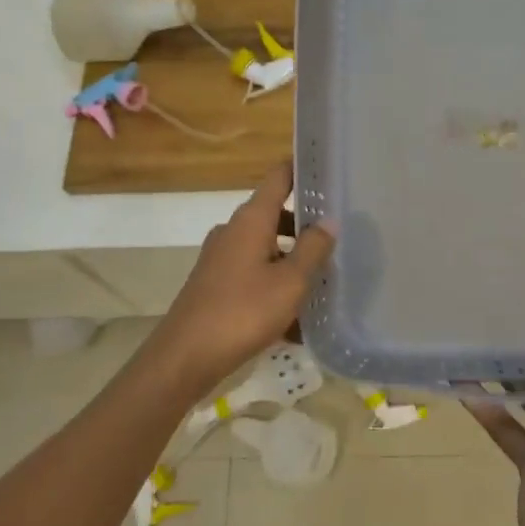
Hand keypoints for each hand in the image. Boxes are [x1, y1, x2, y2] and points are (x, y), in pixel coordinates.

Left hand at [148, 163, 335, 397]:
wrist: (185, 357)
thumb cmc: (243, 312)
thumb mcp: (290, 282)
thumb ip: (313, 249)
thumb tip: (328, 220)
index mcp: (251, 220)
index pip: (278, 177)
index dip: (301, 168)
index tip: (328, 169)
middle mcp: (233, 230)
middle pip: (274, 214)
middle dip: (305, 224)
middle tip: (339, 234)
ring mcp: (221, 257)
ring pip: (265, 247)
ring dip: (292, 258)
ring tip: (324, 278)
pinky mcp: (215, 284)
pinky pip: (253, 273)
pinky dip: (275, 283)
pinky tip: (297, 317)